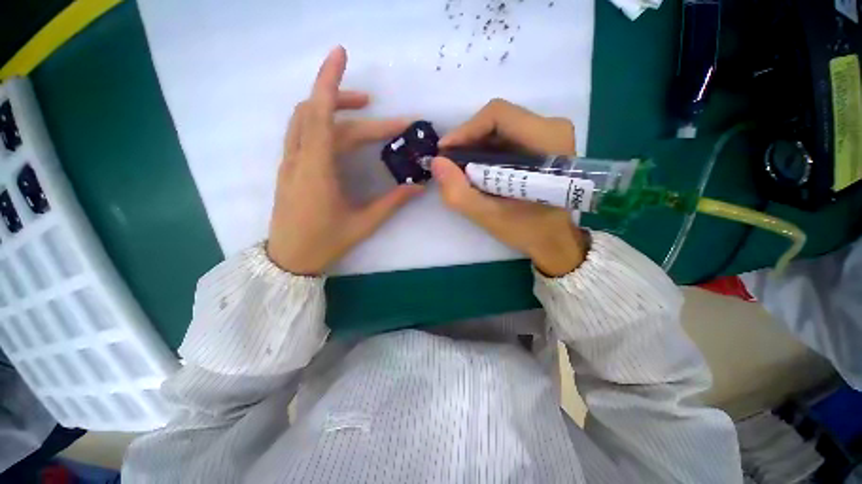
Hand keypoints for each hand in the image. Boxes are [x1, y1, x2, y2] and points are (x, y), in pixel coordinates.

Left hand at [267, 47, 421, 274]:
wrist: (289, 259)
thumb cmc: (326, 243)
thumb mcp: (364, 223)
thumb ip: (392, 202)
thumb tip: (418, 187)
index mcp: (317, 171)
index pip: (321, 115)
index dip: (329, 81)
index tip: (342, 54)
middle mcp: (299, 159)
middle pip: (320, 116)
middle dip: (353, 106)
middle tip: (388, 119)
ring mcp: (290, 162)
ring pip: (306, 119)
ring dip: (332, 108)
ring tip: (363, 113)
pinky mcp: (290, 167)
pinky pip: (302, 132)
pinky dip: (322, 121)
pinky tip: (342, 133)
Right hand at [432, 99, 586, 276]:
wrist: (555, 239)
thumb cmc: (530, 230)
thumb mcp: (490, 217)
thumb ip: (460, 193)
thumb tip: (437, 163)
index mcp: (547, 140)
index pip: (498, 115)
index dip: (465, 130)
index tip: (445, 153)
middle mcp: (552, 128)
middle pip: (497, 120)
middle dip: (467, 141)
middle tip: (449, 164)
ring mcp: (548, 134)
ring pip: (499, 127)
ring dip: (474, 147)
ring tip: (459, 169)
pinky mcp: (541, 144)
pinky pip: (505, 137)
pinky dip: (485, 152)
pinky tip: (476, 170)